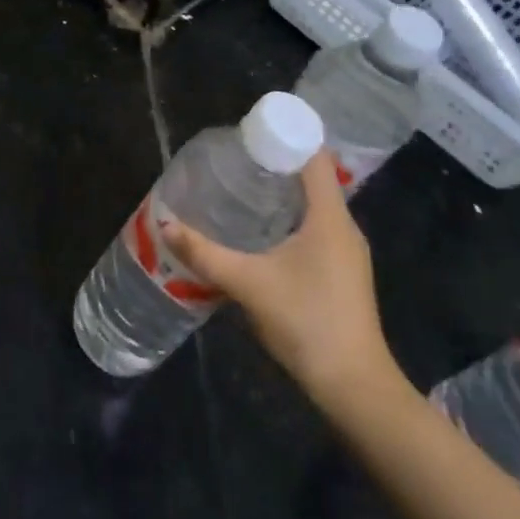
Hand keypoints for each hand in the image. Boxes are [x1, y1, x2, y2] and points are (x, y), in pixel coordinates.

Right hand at [160, 150, 407, 405]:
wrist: (354, 387)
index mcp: (329, 217)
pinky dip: (291, 218)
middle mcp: (344, 227)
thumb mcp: (248, 284)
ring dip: (283, 193)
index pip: (314, 157)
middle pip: (313, 178)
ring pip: (315, 205)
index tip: (251, 131)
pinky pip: (317, 228)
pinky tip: (262, 232)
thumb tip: (165, 224)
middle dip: (276, 163)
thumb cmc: (306, 322)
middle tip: (235, 158)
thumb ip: (205, 253)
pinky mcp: (344, 273)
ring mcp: (347, 252)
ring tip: (242, 187)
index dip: (286, 136)